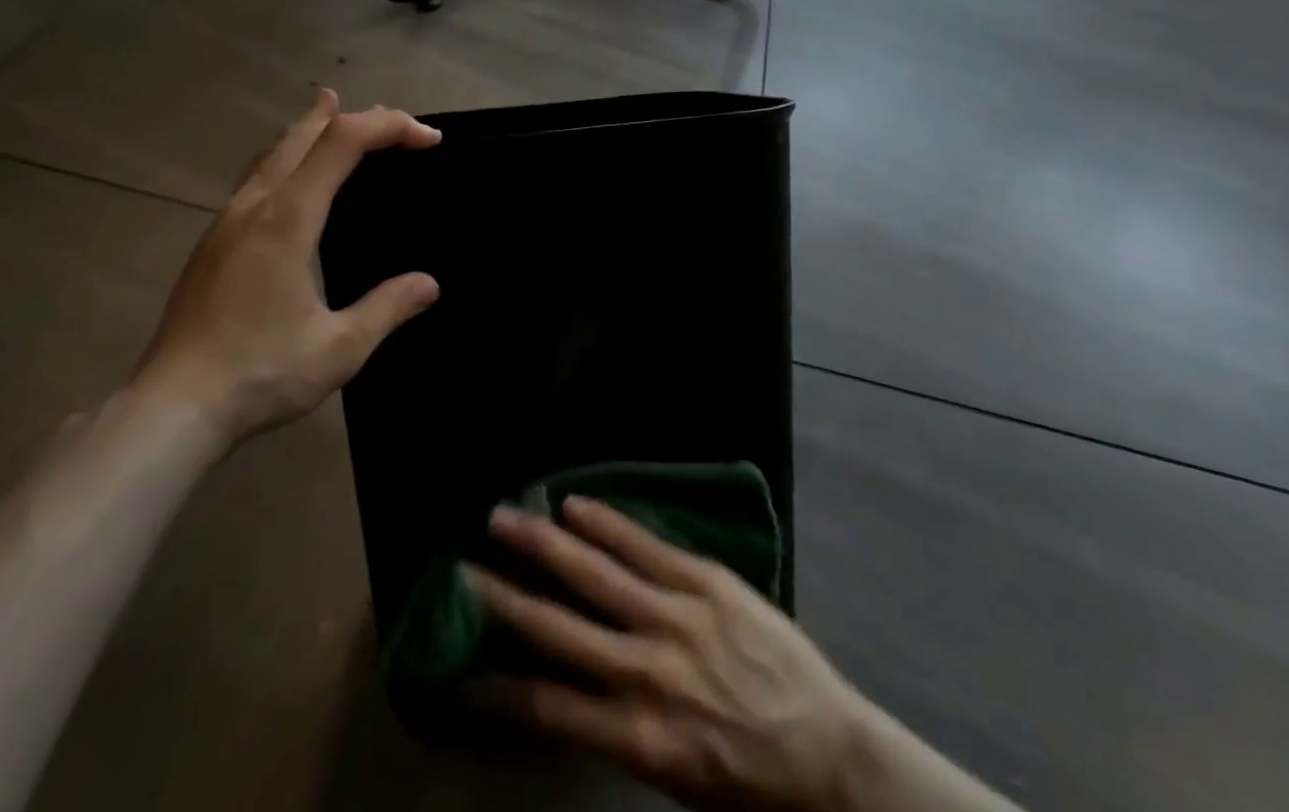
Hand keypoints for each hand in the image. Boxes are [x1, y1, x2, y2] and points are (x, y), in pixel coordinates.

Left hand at [132, 90, 440, 447]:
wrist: (171, 408)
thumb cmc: (260, 373)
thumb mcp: (340, 348)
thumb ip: (388, 308)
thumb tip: (429, 284)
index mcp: (288, 218)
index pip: (344, 143)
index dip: (390, 127)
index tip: (429, 139)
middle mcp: (255, 205)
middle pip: (305, 134)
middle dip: (354, 118)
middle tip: (394, 123)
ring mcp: (227, 221)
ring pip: (273, 151)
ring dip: (311, 128)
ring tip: (333, 111)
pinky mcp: (213, 241)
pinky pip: (256, 175)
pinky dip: (286, 154)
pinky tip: (290, 176)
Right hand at [466, 499, 1018, 811]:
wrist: (831, 754)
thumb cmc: (750, 783)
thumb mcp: (676, 781)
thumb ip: (620, 730)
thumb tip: (567, 689)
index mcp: (639, 738)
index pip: (548, 708)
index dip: (496, 687)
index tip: (457, 670)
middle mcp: (648, 673)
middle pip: (559, 628)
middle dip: (503, 597)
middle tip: (459, 567)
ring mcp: (677, 618)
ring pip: (595, 574)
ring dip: (544, 544)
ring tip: (502, 518)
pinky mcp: (706, 582)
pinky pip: (645, 546)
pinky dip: (606, 524)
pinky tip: (574, 504)